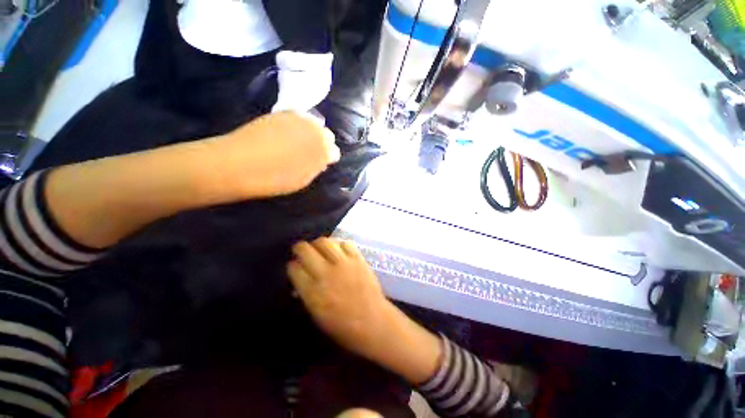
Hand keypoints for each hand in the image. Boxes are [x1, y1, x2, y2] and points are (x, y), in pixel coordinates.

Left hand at [206, 111, 340, 198]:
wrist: (239, 163)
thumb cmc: (275, 179)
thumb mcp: (302, 180)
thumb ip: (316, 168)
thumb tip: (322, 161)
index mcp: (322, 151)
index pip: (334, 152)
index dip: (328, 157)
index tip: (320, 163)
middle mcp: (314, 131)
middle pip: (326, 134)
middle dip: (322, 143)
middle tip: (310, 153)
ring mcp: (297, 119)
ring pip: (313, 123)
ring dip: (310, 132)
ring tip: (298, 142)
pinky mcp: (281, 113)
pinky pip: (297, 117)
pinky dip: (297, 125)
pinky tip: (286, 134)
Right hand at [287, 238, 394, 358]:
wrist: (373, 321)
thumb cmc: (342, 326)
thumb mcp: (316, 315)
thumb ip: (306, 293)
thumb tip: (301, 277)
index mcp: (312, 292)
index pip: (294, 268)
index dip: (292, 265)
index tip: (295, 266)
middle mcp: (325, 273)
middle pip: (305, 250)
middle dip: (300, 248)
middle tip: (302, 251)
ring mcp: (343, 264)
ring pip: (325, 242)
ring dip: (319, 243)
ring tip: (320, 248)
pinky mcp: (358, 259)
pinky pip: (345, 244)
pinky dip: (339, 245)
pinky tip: (339, 250)